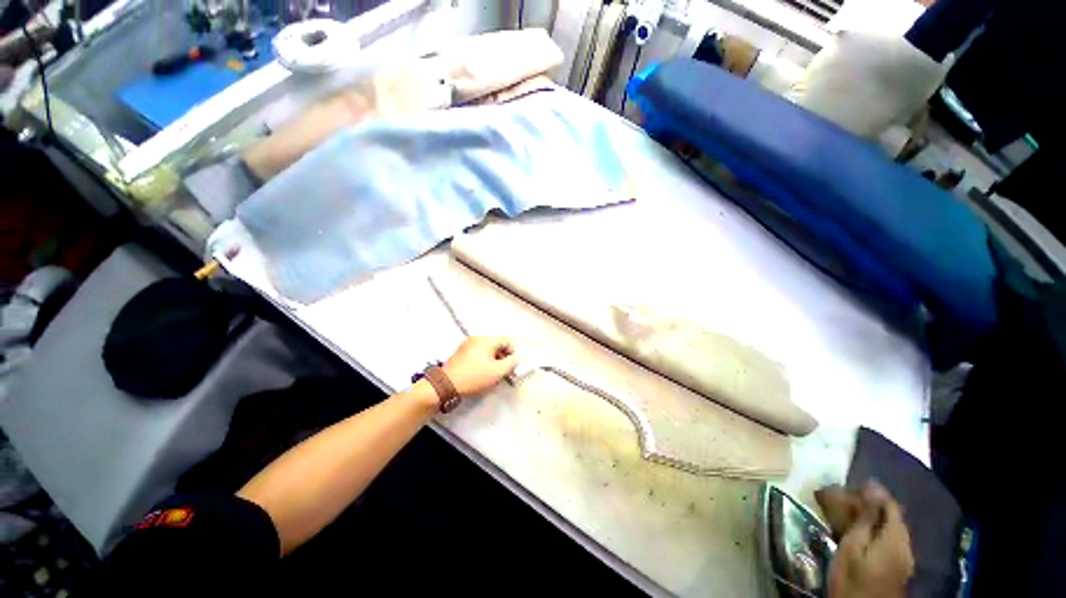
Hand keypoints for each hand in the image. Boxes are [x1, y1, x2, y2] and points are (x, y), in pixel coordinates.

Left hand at [442, 337, 518, 397]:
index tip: (511, 367)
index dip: (512, 354)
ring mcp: (467, 345)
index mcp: (486, 340)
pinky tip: (481, 373)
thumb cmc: (474, 377)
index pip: (507, 341)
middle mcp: (477, 338)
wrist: (446, 385)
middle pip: (497, 344)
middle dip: (503, 357)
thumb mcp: (497, 372)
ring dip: (493, 360)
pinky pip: (478, 353)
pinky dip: (483, 360)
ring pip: (487, 349)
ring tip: (492, 374)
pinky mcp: (461, 353)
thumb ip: (511, 363)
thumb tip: (515, 359)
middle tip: (503, 372)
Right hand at [819, 482, 914, 597]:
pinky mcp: (899, 567)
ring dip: (876, 519)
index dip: (875, 492)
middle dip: (874, 505)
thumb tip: (872, 489)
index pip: (891, 505)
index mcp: (896, 537)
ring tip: (853, 514)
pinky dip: (878, 531)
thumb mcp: (853, 547)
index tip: (854, 483)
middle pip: (894, 517)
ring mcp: (905, 557)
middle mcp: (906, 544)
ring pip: (893, 529)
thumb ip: (866, 519)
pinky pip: (892, 540)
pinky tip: (864, 533)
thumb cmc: (853, 577)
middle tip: (849, 499)